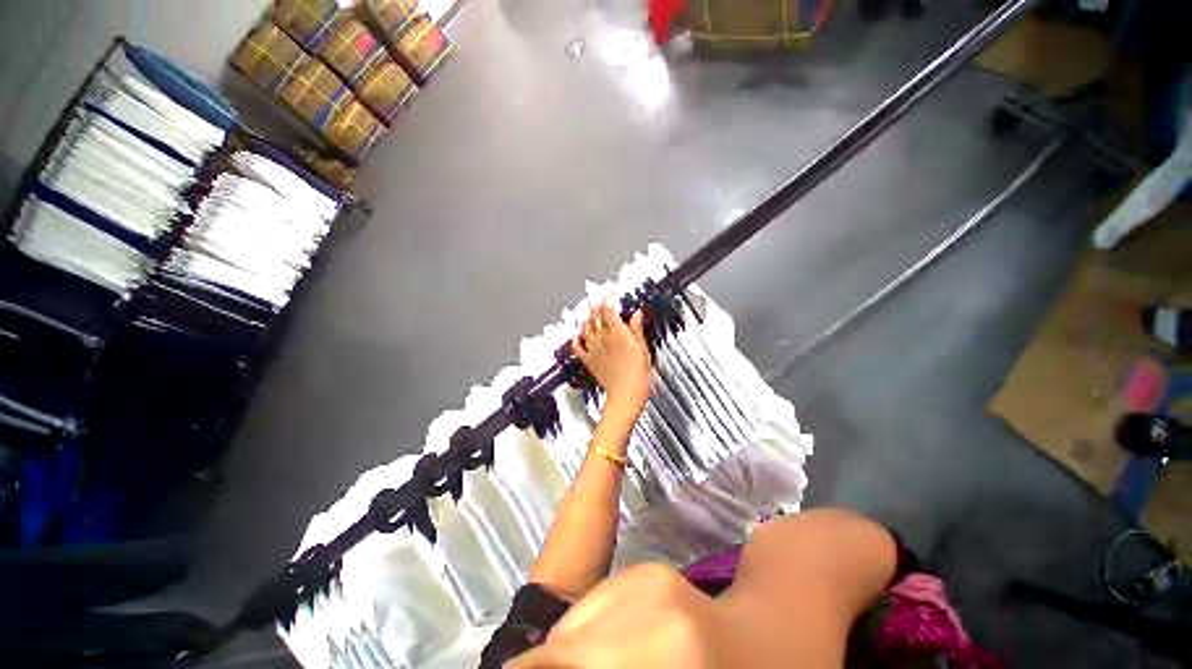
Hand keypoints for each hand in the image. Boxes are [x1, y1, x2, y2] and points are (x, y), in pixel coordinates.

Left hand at [571, 304, 650, 417]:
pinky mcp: (589, 361)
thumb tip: (636, 314)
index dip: (607, 299)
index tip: (608, 293)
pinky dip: (575, 339)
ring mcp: (594, 349)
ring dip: (586, 318)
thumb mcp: (643, 348)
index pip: (608, 310)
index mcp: (618, 333)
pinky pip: (577, 348)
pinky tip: (575, 335)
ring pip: (586, 328)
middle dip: (595, 306)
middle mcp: (603, 338)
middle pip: (595, 317)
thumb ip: (637, 329)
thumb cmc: (637, 374)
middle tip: (595, 298)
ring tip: (586, 311)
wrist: (626, 395)